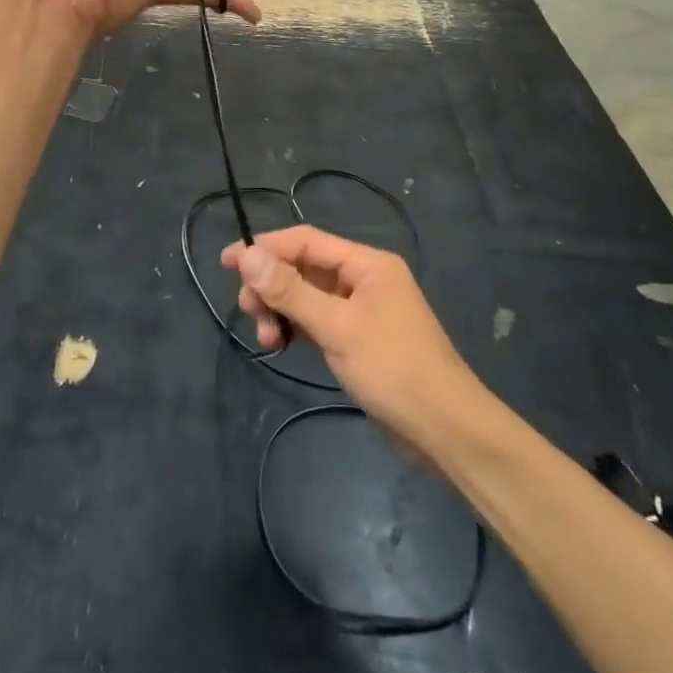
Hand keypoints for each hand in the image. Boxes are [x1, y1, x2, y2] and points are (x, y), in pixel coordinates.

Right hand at [221, 226, 482, 445]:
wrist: (445, 431)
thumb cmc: (393, 370)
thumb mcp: (336, 328)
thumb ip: (290, 290)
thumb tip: (247, 255)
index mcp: (367, 264)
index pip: (306, 241)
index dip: (265, 248)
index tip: (227, 262)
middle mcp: (364, 278)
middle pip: (304, 266)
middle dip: (272, 284)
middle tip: (248, 310)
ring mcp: (363, 308)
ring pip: (308, 294)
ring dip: (282, 309)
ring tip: (267, 337)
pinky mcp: (359, 336)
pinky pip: (318, 318)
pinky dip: (297, 326)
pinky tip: (282, 342)